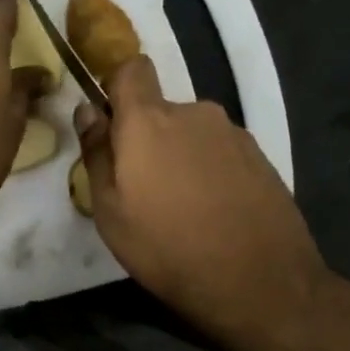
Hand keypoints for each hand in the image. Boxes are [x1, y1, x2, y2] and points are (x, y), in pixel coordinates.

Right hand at [75, 55, 342, 350]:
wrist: (259, 282)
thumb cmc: (167, 248)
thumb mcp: (109, 211)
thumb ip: (97, 153)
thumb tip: (88, 110)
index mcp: (149, 121)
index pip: (132, 68)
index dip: (117, 86)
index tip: (111, 122)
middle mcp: (194, 113)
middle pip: (160, 110)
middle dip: (148, 138)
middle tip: (143, 190)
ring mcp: (233, 134)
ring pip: (191, 133)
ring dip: (180, 157)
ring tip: (181, 208)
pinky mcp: (261, 157)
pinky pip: (220, 152)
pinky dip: (210, 172)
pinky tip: (213, 213)